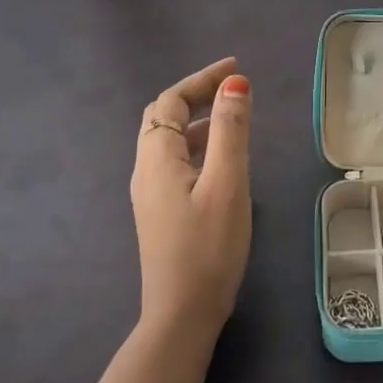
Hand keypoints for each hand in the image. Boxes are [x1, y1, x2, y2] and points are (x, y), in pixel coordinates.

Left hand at [130, 58, 252, 343]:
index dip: (201, 79)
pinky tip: (223, 160)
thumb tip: (235, 82)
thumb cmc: (207, 247)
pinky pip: (177, 164)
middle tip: (232, 88)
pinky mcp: (162, 213)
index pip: (170, 101)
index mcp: (157, 158)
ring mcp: (152, 195)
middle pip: (163, 118)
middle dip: (196, 96)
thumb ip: (231, 130)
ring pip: (170, 143)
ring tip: (235, 118)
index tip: (236, 67)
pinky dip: (199, 147)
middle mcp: (147, 171)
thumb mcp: (226, 183)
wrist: (182, 315)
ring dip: (199, 122)